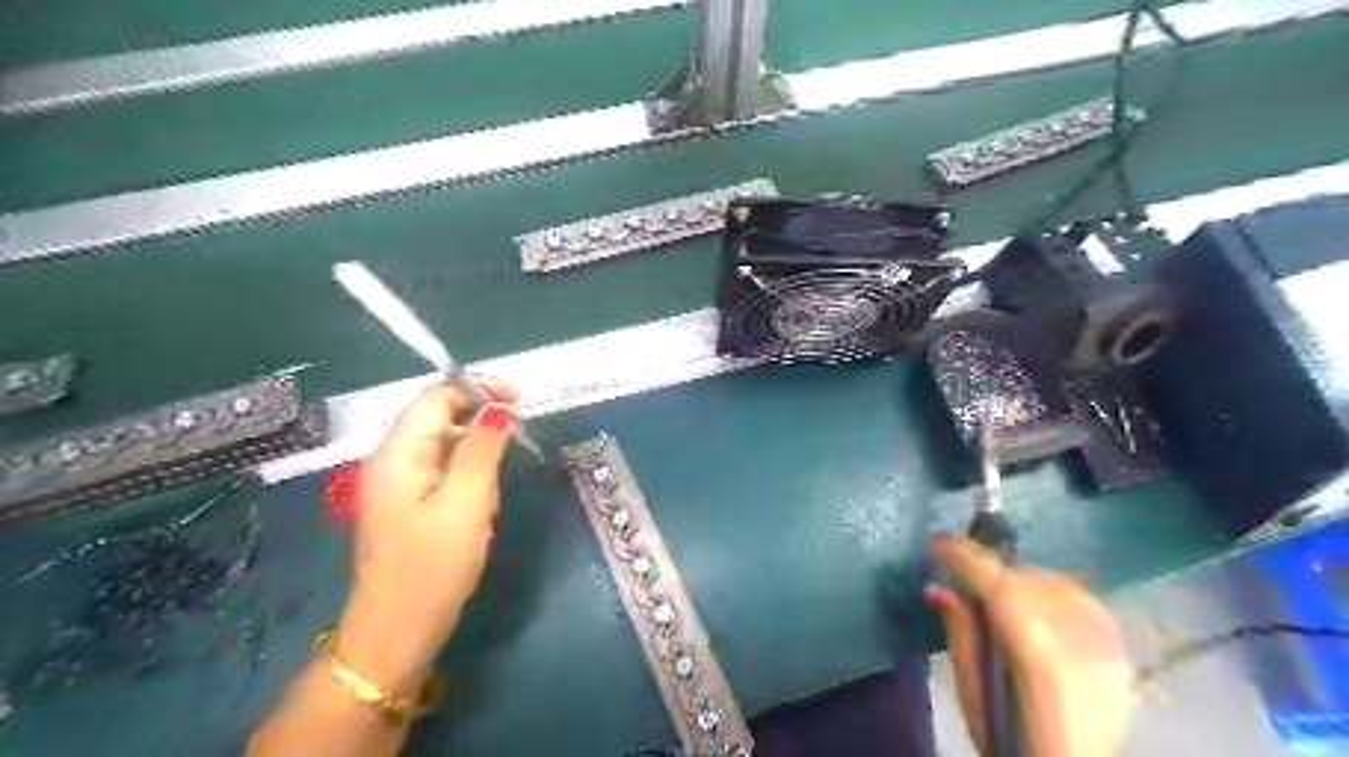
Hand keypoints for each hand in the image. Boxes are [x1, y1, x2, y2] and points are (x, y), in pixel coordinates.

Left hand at [336, 383, 517, 693]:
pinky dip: (465, 476)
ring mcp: (394, 486)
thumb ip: (482, 450)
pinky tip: (480, 505)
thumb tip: (498, 408)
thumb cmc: (433, 567)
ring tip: (495, 490)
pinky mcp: (404, 507)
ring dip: (475, 454)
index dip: (478, 389)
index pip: (436, 397)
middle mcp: (389, 461)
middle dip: (479, 423)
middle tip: (516, 445)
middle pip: (437, 418)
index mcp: (397, 454)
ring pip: (442, 447)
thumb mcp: (466, 503)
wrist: (396, 634)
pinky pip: (439, 473)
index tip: (520, 401)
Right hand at [923, 533, 1128, 756]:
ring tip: (997, 590)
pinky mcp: (1123, 656)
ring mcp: (1110, 651)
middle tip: (962, 571)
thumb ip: (961, 633)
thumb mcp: (972, 692)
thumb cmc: (1010, 741)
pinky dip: (1054, 594)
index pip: (1000, 587)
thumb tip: (937, 587)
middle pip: (1032, 580)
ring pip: (1061, 584)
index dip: (966, 556)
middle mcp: (1082, 647)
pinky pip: (1085, 603)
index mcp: (1040, 660)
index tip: (938, 542)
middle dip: (992, 568)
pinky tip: (1037, 605)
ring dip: (1022, 578)